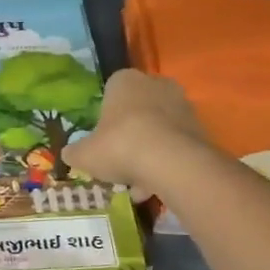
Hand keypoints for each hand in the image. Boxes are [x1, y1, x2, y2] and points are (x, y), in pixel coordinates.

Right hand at [64, 69, 212, 200]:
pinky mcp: (199, 128)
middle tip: (119, 164)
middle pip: (137, 112)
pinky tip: (155, 189)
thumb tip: (69, 154)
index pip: (111, 92)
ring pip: (157, 131)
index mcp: (125, 80)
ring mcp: (182, 105)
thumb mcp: (85, 154)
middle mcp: (155, 85)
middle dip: (128, 138)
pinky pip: (175, 146)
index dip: (104, 119)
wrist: (170, 161)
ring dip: (147, 155)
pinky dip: (165, 164)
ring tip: (137, 186)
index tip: (101, 141)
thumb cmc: (120, 145)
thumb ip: (75, 152)